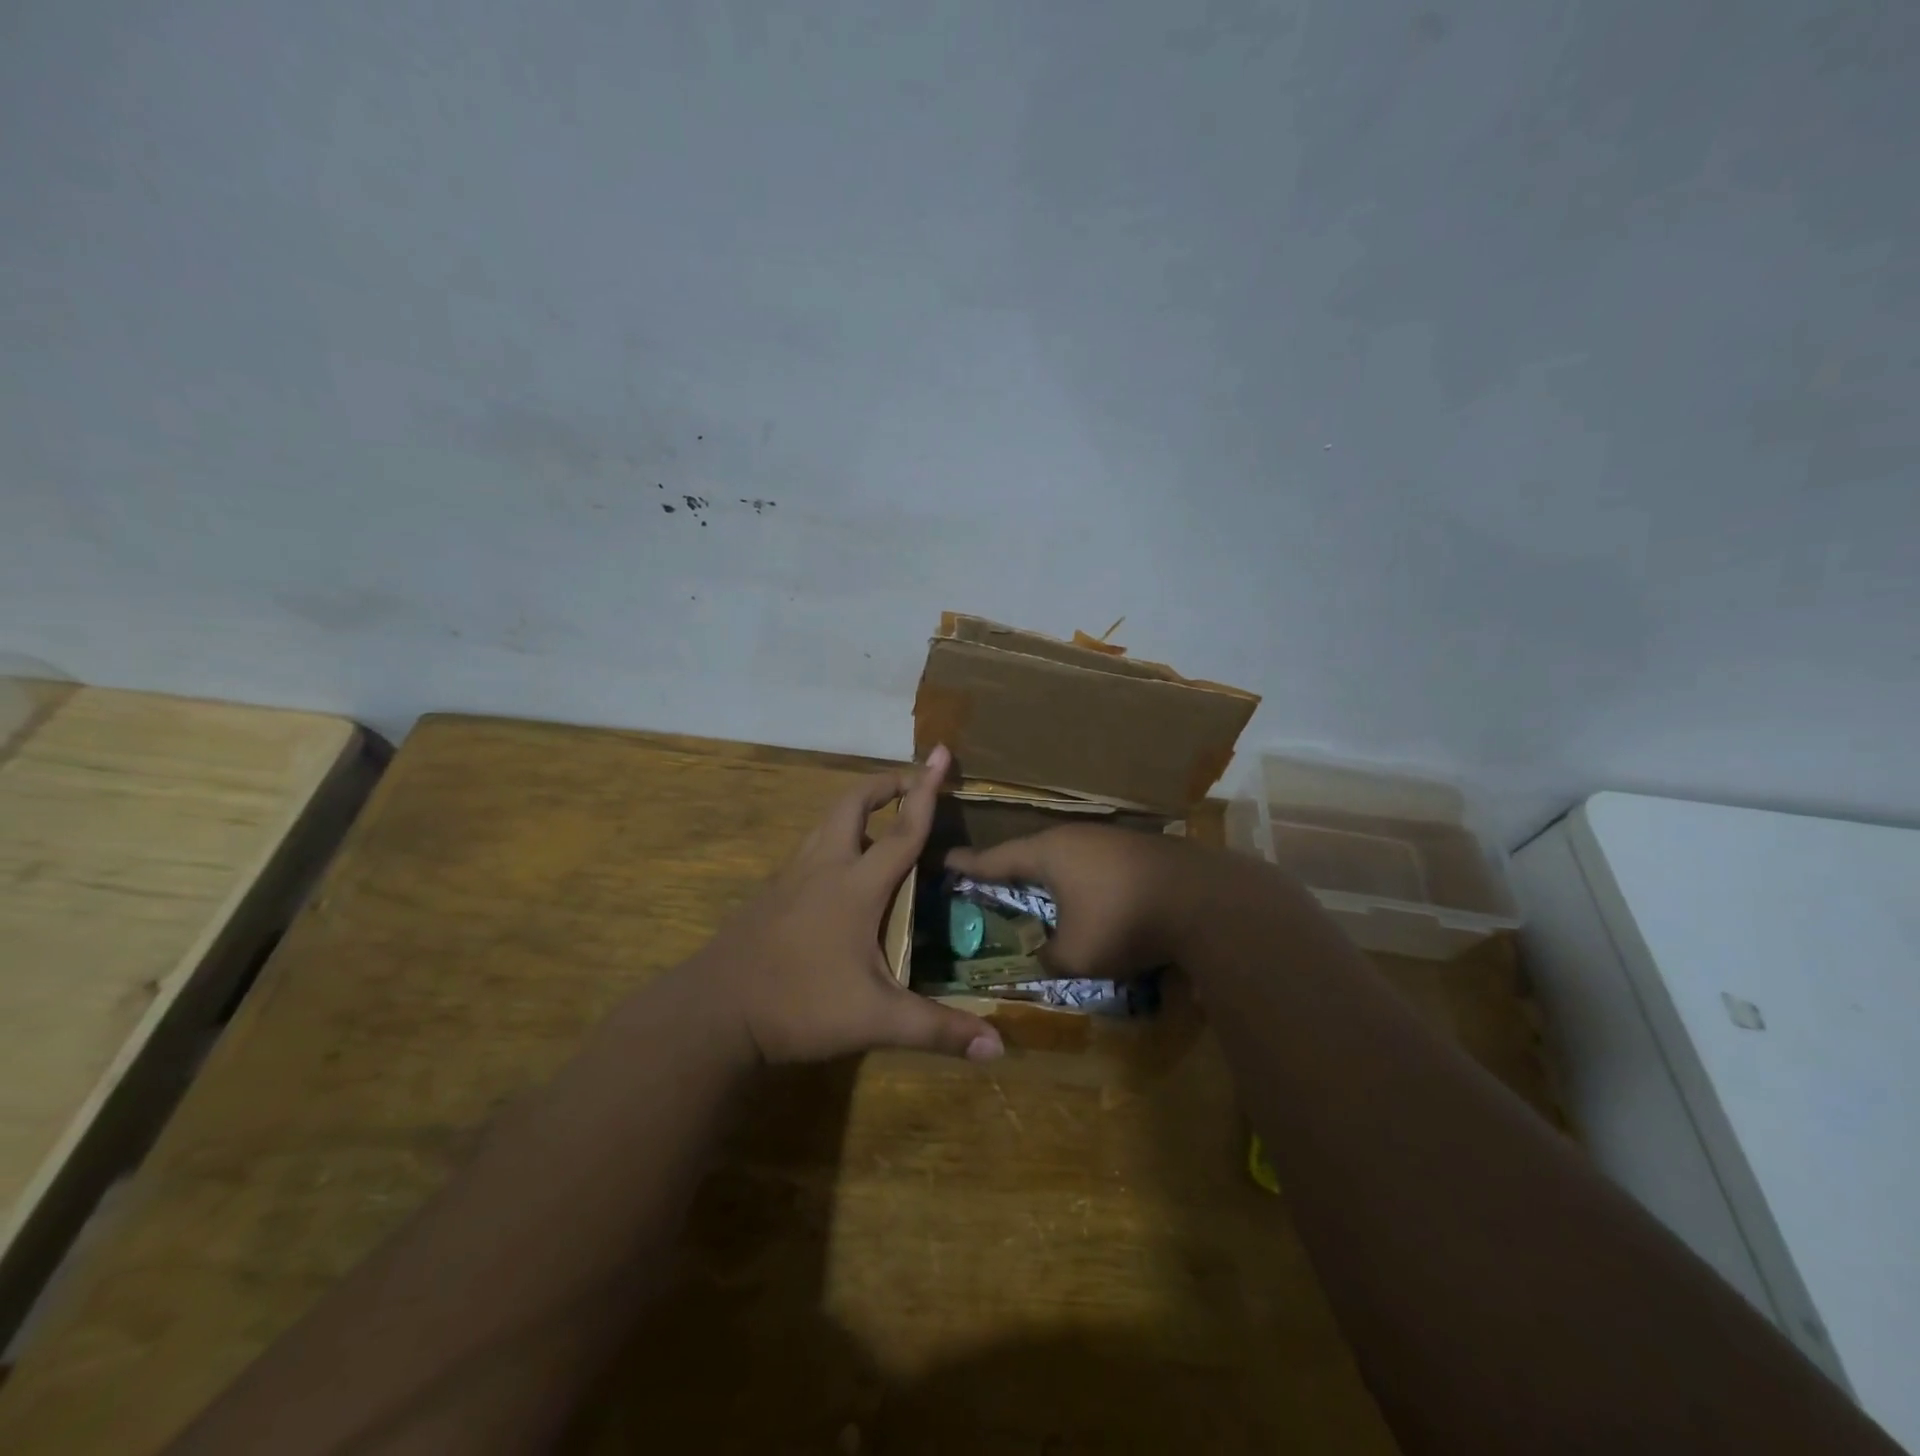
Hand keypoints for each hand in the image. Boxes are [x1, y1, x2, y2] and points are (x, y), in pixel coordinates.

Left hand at [694, 746, 1003, 1064]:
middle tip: (912, 784)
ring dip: (857, 809)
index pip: (902, 829)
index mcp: (856, 885)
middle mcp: (823, 867)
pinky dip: (834, 839)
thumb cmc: (799, 1004)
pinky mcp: (770, 894)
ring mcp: (790, 878)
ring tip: (881, 822)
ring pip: (825, 823)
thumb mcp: (876, 1020)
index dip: (927, 791)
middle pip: (852, 804)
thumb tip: (998, 1048)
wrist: (713, 1012)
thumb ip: (937, 1030)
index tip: (941, 753)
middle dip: (885, 784)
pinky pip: (809, 849)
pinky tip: (840, 872)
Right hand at [945, 825, 1209, 980]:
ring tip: (1040, 891)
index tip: (946, 861)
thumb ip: (1048, 959)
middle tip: (991, 881)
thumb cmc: (1124, 921)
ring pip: (1069, 857)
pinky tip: (1092, 897)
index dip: (969, 865)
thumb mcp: (1076, 955)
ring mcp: (1112, 839)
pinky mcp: (1141, 850)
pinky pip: (1097, 864)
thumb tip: (1042, 959)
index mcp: (1049, 853)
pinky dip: (1084, 881)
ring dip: (1053, 876)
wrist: (1206, 901)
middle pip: (1033, 853)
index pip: (996, 858)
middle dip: (1012, 869)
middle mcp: (1076, 837)